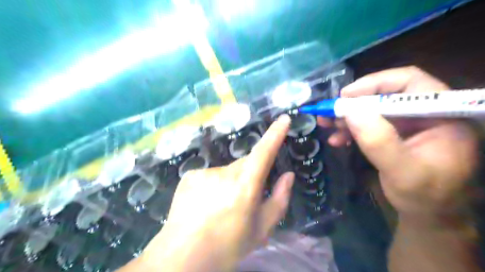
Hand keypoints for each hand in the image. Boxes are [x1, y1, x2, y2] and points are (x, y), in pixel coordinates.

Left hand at [139, 115, 292, 271]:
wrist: (183, 256)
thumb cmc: (228, 245)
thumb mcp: (262, 228)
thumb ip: (279, 199)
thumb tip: (288, 175)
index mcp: (245, 186)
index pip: (264, 152)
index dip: (275, 134)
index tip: (283, 119)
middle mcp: (225, 173)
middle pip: (246, 164)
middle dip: (251, 175)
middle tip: (245, 199)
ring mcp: (205, 173)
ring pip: (227, 171)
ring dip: (230, 183)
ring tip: (222, 207)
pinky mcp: (190, 176)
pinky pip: (210, 176)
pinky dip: (213, 186)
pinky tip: (206, 204)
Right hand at [319, 67, 475, 216]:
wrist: (427, 215)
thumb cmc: (423, 196)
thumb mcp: (402, 171)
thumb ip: (379, 141)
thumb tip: (350, 110)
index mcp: (442, 115)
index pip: (409, 82)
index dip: (374, 83)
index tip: (344, 96)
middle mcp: (426, 113)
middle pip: (385, 95)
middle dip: (353, 104)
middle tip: (328, 112)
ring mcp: (409, 124)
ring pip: (372, 110)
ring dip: (347, 117)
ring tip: (326, 126)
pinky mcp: (395, 134)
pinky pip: (369, 124)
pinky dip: (351, 130)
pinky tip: (337, 140)